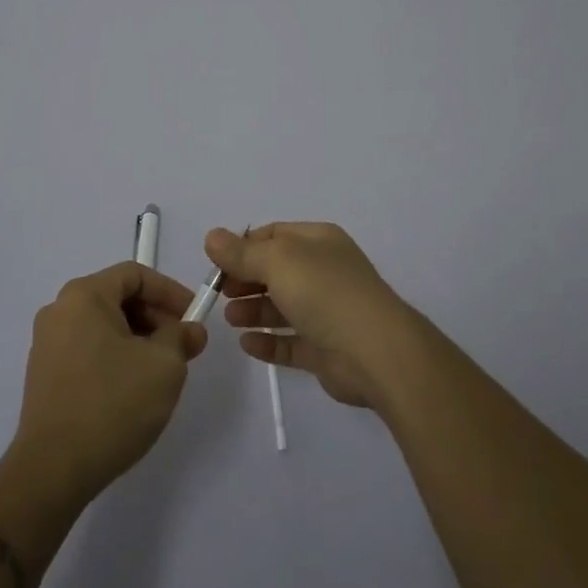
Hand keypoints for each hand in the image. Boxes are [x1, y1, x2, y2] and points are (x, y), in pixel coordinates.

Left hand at [10, 263, 207, 505]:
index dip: (170, 291)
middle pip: (118, 298)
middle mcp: (59, 310)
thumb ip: (181, 337)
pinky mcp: (44, 375)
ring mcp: (47, 344)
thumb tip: (190, 330)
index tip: (194, 318)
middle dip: (156, 318)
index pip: (135, 274)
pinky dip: (116, 357)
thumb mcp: (164, 365)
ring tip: (162, 371)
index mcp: (84, 295)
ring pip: (104, 326)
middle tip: (183, 347)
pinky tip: (133, 389)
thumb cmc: (112, 404)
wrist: (53, 470)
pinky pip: (88, 349)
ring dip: (138, 339)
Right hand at [207, 223, 422, 410]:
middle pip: (276, 271)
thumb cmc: (325, 292)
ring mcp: (327, 312)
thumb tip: (212, 237)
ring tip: (230, 318)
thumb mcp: (278, 261)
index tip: (216, 264)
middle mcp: (324, 272)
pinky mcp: (326, 350)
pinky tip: (246, 344)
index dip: (243, 247)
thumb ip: (242, 253)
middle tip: (219, 293)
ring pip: (282, 307)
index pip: (274, 235)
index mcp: (319, 242)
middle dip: (245, 279)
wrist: (375, 352)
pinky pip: (290, 342)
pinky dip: (268, 342)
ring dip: (253, 310)